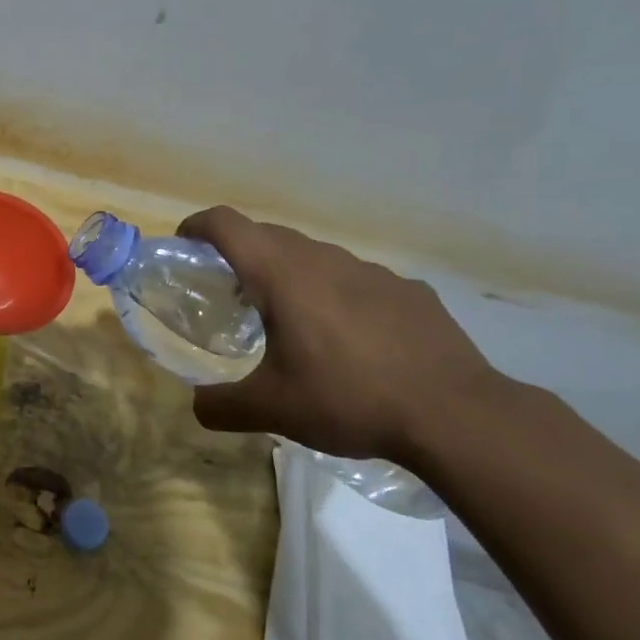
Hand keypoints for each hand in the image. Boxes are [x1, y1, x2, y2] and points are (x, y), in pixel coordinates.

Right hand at [179, 207, 505, 464]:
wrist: (455, 414)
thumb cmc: (349, 398)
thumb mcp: (271, 410)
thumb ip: (220, 405)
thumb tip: (198, 405)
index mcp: (283, 276)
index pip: (228, 224)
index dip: (198, 226)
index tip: (184, 245)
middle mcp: (325, 260)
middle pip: (268, 236)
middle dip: (239, 254)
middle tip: (229, 294)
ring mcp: (373, 272)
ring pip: (314, 257)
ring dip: (289, 274)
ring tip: (289, 320)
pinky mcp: (408, 291)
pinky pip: (356, 280)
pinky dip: (335, 295)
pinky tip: (348, 340)